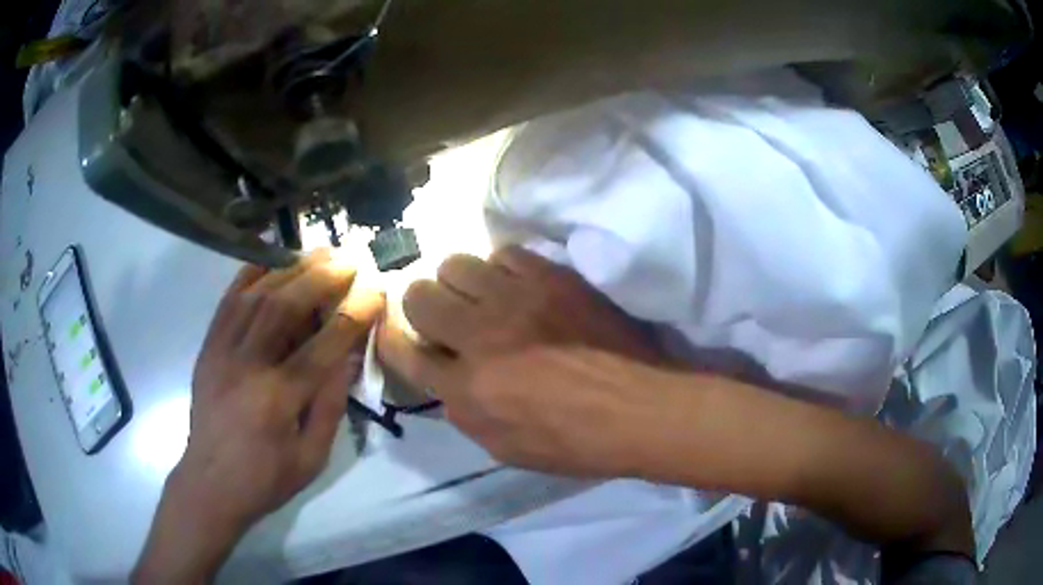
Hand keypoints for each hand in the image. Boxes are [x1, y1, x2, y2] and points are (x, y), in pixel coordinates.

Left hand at [133, 250, 383, 583]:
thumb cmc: (266, 479)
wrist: (210, 484)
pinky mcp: (208, 347)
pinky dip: (249, 273)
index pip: (323, 347)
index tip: (375, 291)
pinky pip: (228, 300)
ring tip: (317, 253)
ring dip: (290, 269)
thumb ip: (331, 404)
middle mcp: (247, 367)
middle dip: (321, 279)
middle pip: (284, 308)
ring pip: (256, 297)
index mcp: (277, 401)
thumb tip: (350, 355)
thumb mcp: (312, 457)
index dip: (353, 315)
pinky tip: (269, 257)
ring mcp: (221, 352)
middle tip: (348, 260)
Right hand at [378, 246, 665, 475]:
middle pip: (419, 295)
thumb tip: (445, 379)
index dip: (394, 339)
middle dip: (422, 306)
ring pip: (455, 263)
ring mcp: (516, 300)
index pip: (404, 351)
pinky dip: (502, 269)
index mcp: (465, 389)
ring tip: (481, 297)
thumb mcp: (504, 449)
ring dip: (459, 283)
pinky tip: (517, 286)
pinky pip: (505, 253)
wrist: (638, 408)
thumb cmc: (574, 442)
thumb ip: (463, 411)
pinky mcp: (551, 277)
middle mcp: (479, 337)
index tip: (400, 335)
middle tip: (445, 317)